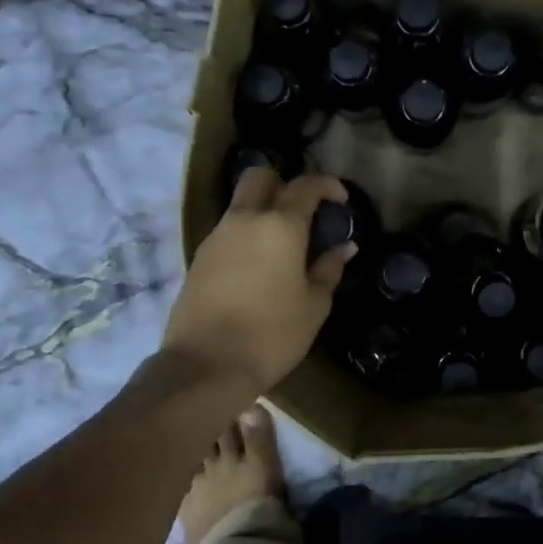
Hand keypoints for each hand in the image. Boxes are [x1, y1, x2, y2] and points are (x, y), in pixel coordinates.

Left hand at [164, 168, 355, 393]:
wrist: (206, 366)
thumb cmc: (272, 334)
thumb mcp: (314, 305)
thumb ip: (329, 269)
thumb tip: (344, 247)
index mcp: (280, 225)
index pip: (305, 186)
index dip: (327, 185)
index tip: (341, 199)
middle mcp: (245, 220)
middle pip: (260, 177)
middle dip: (284, 184)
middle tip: (302, 211)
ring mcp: (217, 236)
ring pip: (240, 203)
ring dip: (263, 210)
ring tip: (283, 243)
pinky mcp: (199, 257)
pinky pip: (227, 230)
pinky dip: (246, 234)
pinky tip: (258, 265)